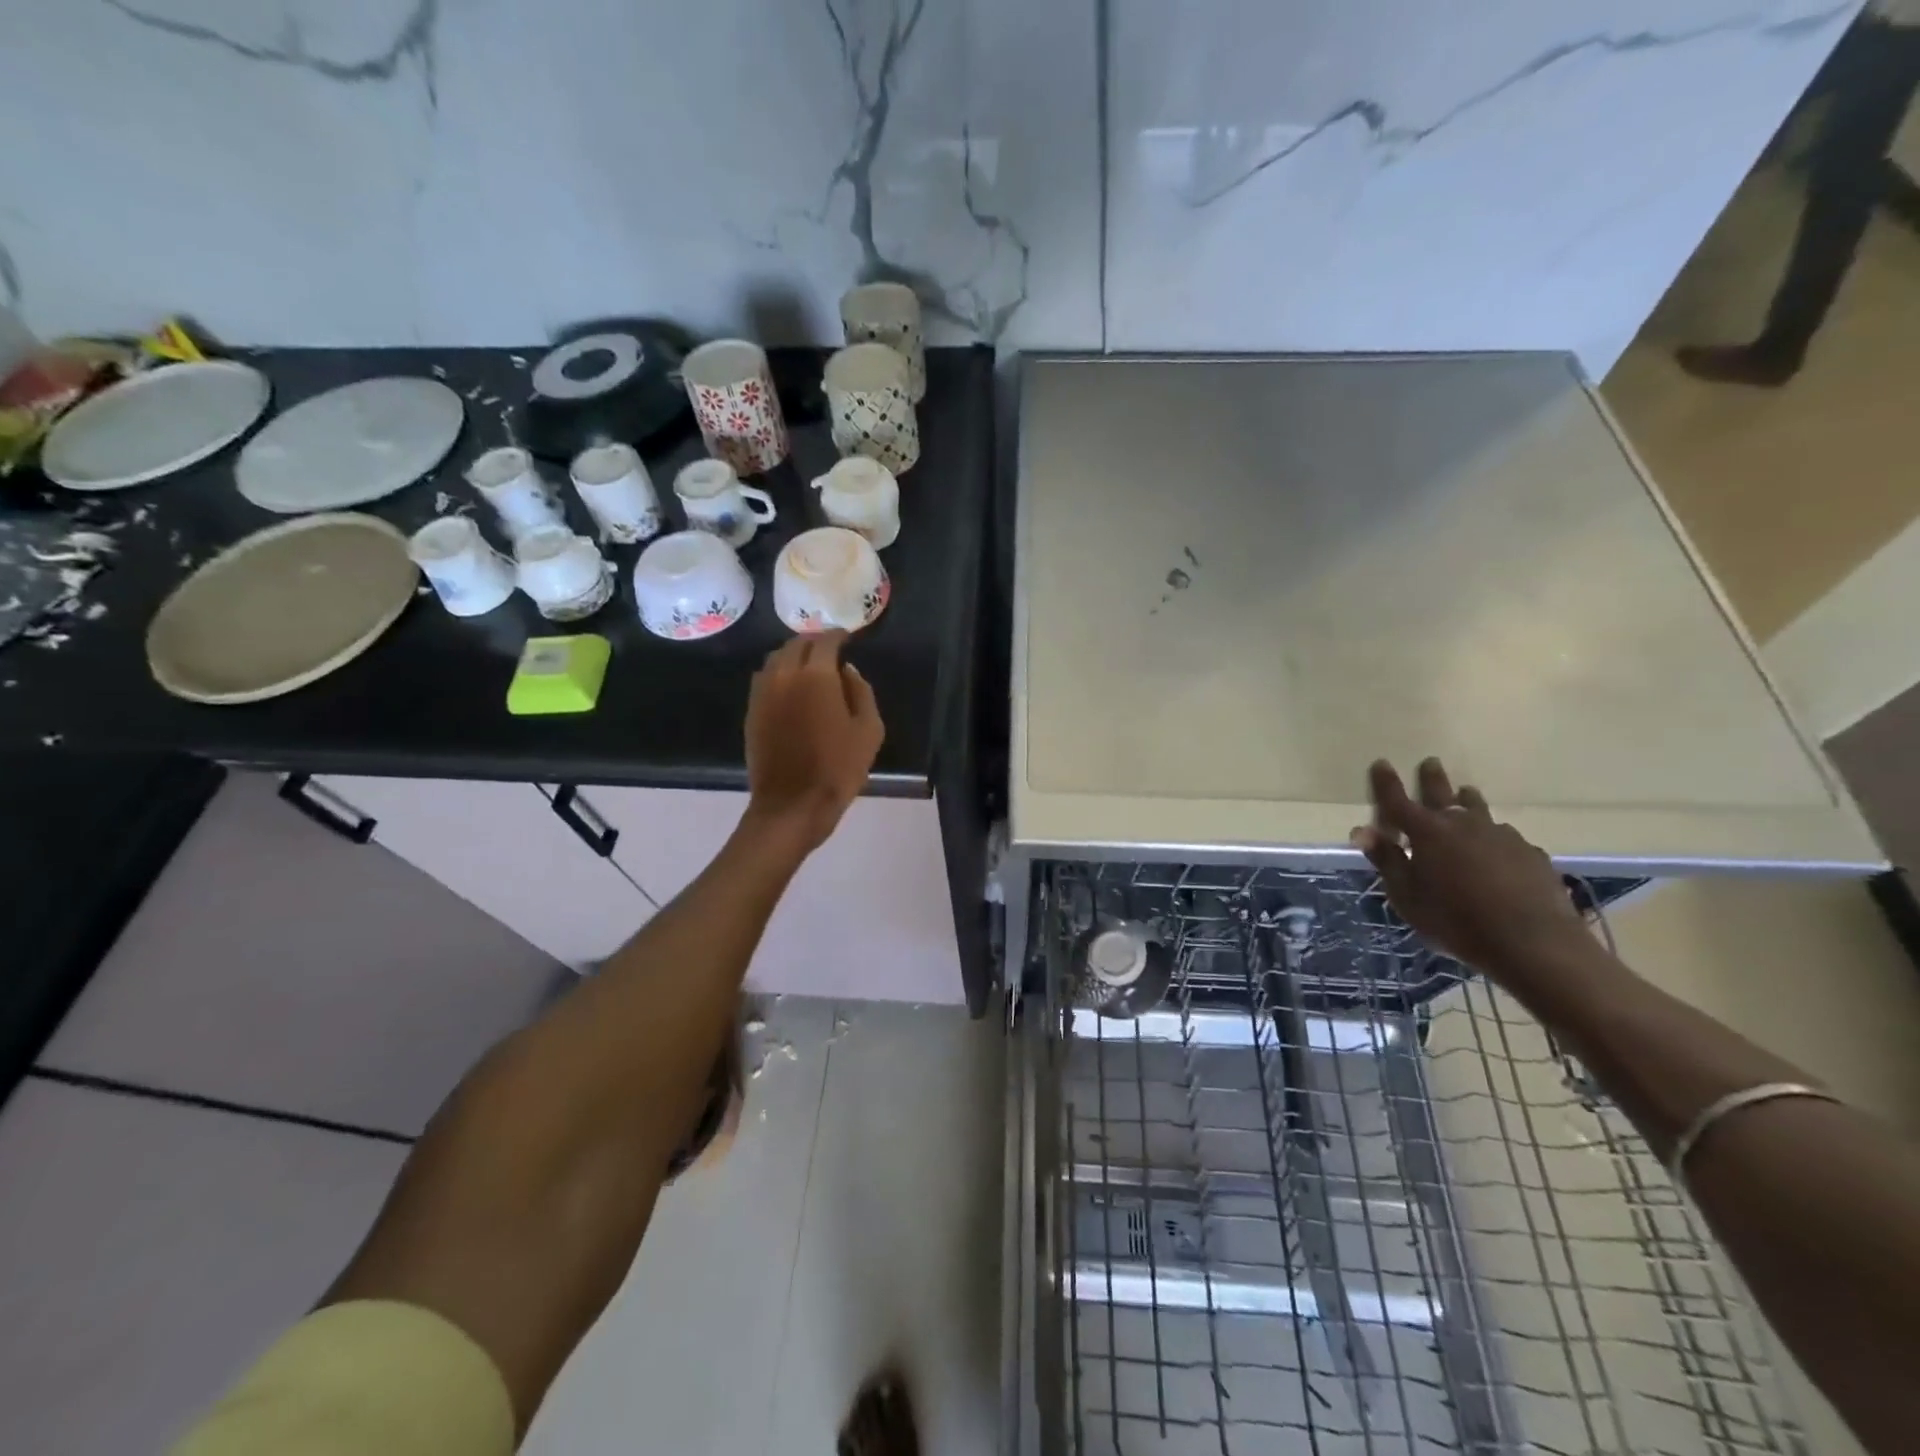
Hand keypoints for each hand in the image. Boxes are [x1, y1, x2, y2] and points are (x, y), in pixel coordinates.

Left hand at [743, 632, 883, 852]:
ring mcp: (763, 693)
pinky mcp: (752, 711)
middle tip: (830, 648)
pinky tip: (792, 687)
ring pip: (776, 659)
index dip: (838, 635)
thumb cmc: (839, 768)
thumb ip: (861, 692)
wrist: (793, 805)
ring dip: (794, 655)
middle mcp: (784, 675)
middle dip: (815, 641)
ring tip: (810, 665)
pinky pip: (765, 679)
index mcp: (816, 676)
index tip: (848, 637)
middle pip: (796, 644)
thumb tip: (847, 671)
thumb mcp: (869, 730)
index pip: (825, 640)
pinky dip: (779, 674)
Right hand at [1352, 758, 1588, 979]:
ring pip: (1479, 810)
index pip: (1398, 800)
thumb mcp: (1407, 896)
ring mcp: (1502, 836)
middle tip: (1431, 762)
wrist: (1532, 942)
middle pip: (1444, 793)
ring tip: (1466, 795)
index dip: (1387, 782)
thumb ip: (1386, 860)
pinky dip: (1494, 838)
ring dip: (1468, 801)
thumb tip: (1361, 830)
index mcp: (1427, 832)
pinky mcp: (1531, 854)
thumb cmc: (1455, 920)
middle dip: (1433, 777)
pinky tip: (1497, 851)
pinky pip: (1506, 838)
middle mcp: (1463, 824)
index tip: (1382, 763)